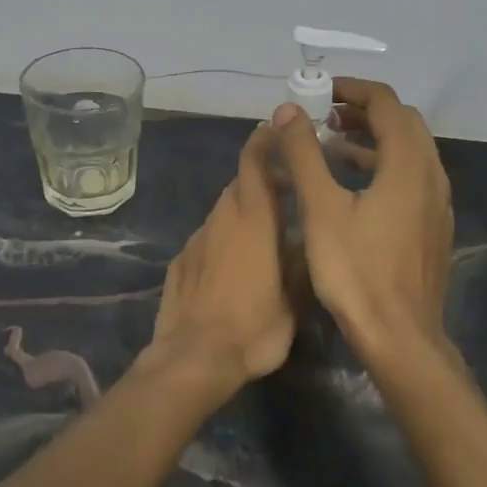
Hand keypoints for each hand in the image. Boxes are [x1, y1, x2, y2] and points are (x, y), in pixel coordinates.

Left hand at [148, 122, 294, 390]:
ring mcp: (196, 239)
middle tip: (286, 194)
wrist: (194, 357)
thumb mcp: (294, 299)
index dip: (263, 142)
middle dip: (261, 181)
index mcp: (253, 220)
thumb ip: (300, 261)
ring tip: (263, 233)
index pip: (254, 164)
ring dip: (242, 212)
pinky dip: (222, 239)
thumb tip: (306, 240)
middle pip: (240, 185)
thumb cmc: (253, 328)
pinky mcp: (180, 261)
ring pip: (222, 212)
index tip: (274, 129)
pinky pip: (207, 238)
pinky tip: (232, 265)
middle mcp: (221, 220)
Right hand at [271, 79, 454, 365]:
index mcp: (407, 164)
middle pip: (403, 122)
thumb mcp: (320, 208)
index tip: (320, 92)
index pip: (386, 103)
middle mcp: (431, 175)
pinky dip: (384, 164)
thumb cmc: (356, 270)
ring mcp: (437, 202)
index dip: (352, 89)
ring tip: (332, 145)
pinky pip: (412, 176)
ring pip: (410, 150)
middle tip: (324, 116)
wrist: (400, 337)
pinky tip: (354, 187)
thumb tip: (286, 110)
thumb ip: (303, 153)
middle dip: (363, 111)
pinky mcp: (433, 225)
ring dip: (373, 138)